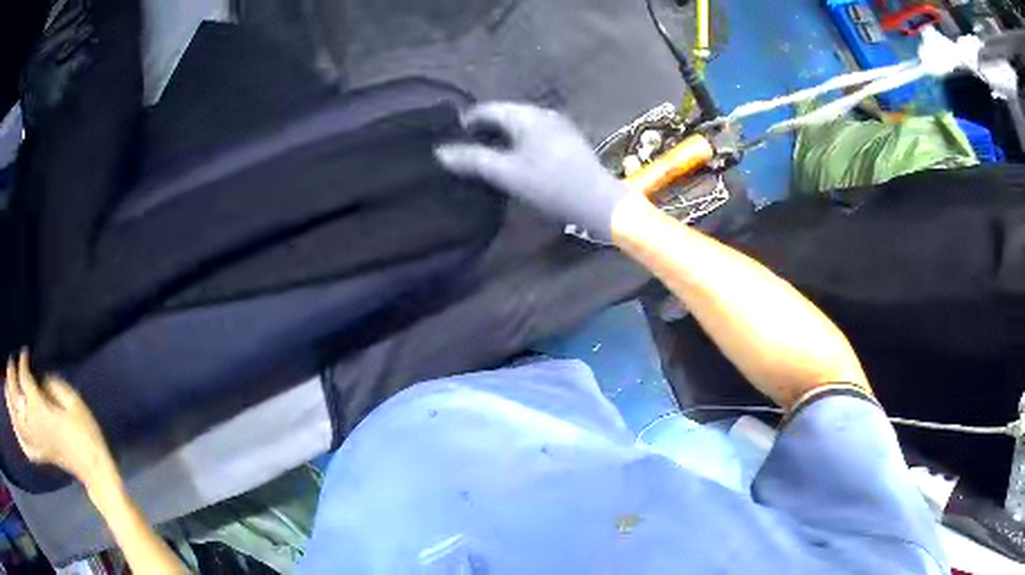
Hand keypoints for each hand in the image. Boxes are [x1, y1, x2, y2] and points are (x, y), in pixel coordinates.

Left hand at [5, 350, 113, 487]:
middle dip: (11, 376)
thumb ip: (52, 385)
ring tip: (9, 388)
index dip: (23, 361)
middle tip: (12, 363)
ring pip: (17, 421)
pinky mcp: (40, 455)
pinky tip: (16, 429)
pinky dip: (19, 437)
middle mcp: (33, 426)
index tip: (25, 352)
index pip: (24, 378)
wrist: (93, 469)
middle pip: (15, 396)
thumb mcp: (72, 402)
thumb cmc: (85, 432)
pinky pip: (26, 448)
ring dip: (11, 402)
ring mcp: (36, 443)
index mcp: (41, 409)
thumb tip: (39, 378)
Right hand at [435, 102, 629, 239]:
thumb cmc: (551, 185)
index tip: (449, 137)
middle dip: (482, 129)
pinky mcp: (567, 141)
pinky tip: (512, 159)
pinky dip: (517, 142)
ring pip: (519, 125)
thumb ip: (473, 160)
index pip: (487, 109)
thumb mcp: (507, 174)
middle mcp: (542, 114)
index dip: (466, 121)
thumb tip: (440, 152)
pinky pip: (533, 134)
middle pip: (504, 115)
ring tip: (483, 155)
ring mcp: (558, 126)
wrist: (599, 202)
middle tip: (463, 148)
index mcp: (526, 116)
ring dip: (500, 137)